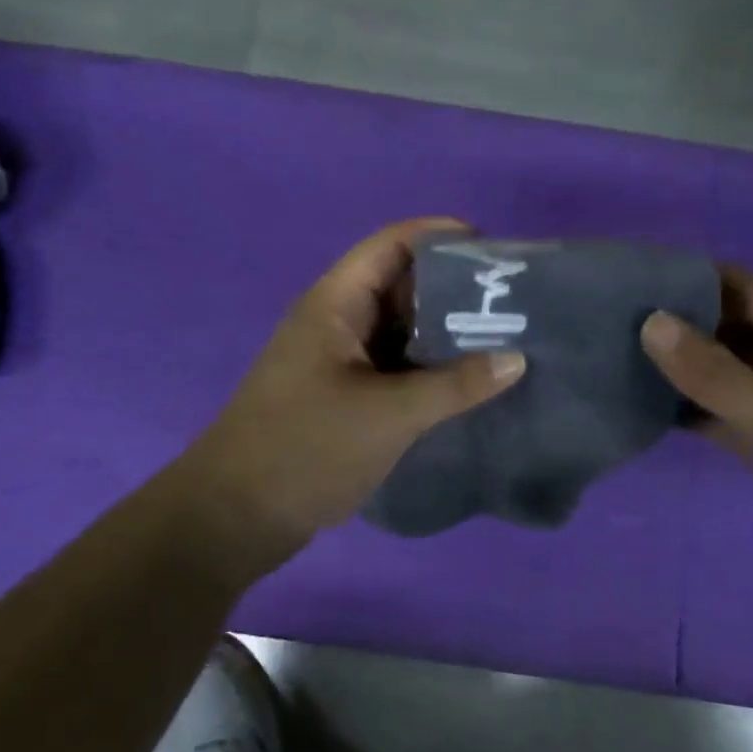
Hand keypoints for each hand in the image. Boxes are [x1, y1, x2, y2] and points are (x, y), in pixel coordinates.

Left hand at [179, 218, 525, 556]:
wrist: (236, 515)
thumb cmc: (307, 448)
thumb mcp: (388, 415)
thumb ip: (454, 386)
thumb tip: (516, 359)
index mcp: (335, 305)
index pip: (391, 245)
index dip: (440, 236)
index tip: (494, 252)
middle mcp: (335, 322)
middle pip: (400, 285)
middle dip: (453, 289)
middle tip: (510, 303)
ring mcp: (337, 360)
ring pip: (399, 330)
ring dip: (444, 333)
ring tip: (502, 340)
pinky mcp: (342, 395)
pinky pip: (393, 366)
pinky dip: (427, 368)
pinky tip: (467, 383)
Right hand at [640, 266, 752, 614]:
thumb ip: (719, 376)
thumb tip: (650, 322)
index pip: (737, 287)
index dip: (686, 276)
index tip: (628, 278)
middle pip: (719, 324)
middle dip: (669, 318)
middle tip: (604, 320)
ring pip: (713, 369)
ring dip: (671, 363)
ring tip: (610, 357)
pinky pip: (712, 410)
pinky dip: (681, 406)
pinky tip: (639, 408)